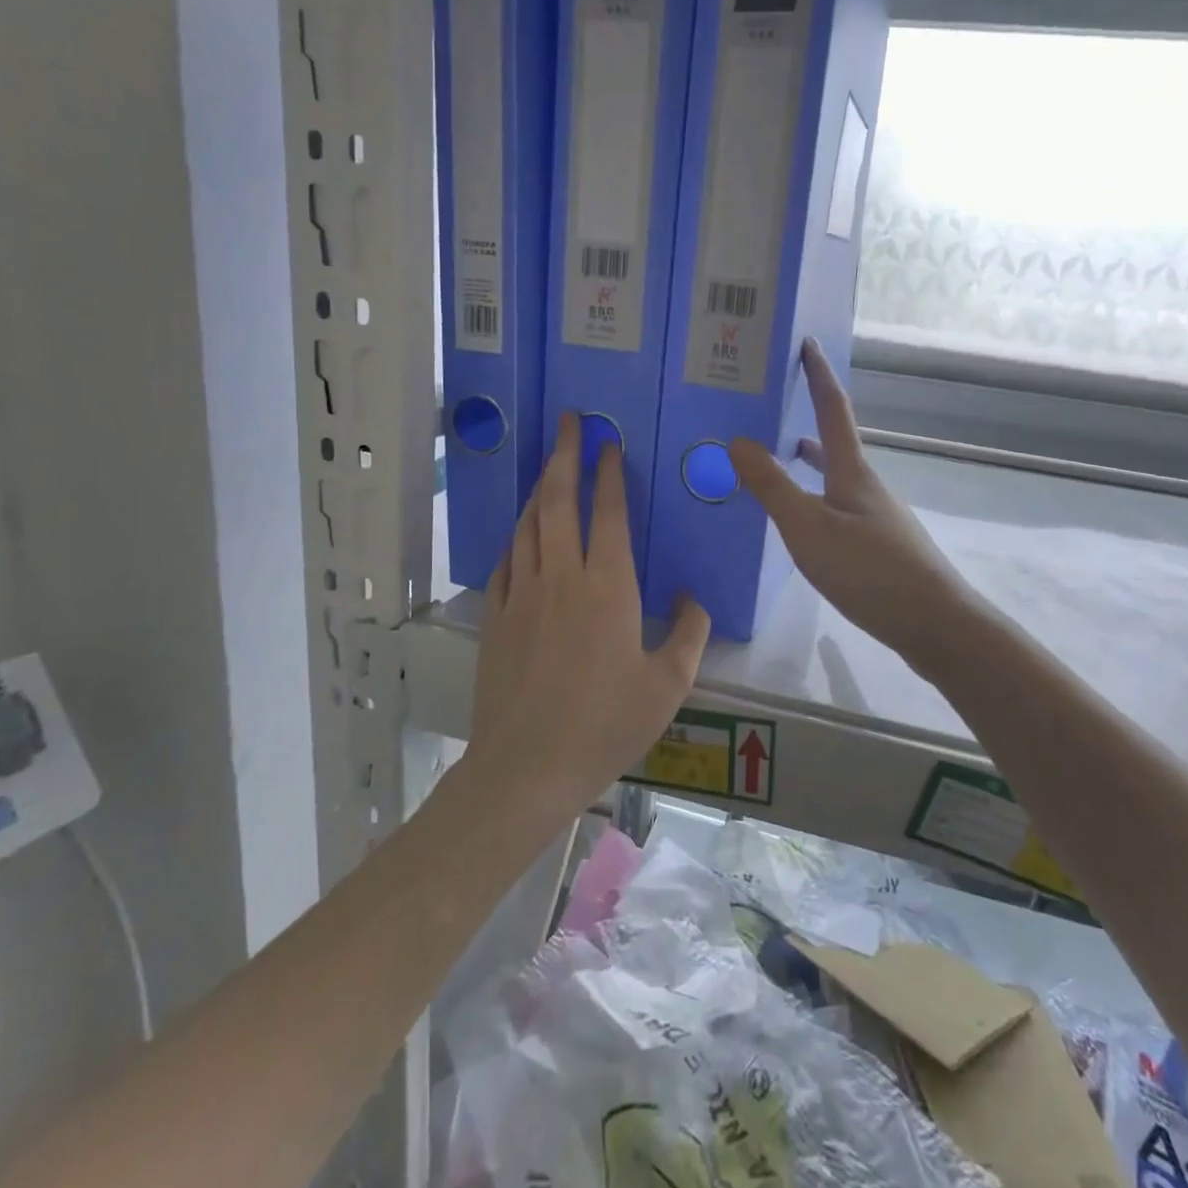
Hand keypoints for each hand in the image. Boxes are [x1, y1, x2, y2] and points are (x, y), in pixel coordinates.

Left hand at [467, 414, 711, 825]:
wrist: (528, 766)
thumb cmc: (606, 724)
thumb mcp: (668, 684)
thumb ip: (689, 633)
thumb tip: (693, 598)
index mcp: (607, 586)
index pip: (607, 513)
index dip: (607, 473)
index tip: (606, 444)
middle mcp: (561, 577)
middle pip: (557, 501)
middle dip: (563, 456)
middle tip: (567, 422)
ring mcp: (521, 594)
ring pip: (527, 525)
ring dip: (538, 490)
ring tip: (547, 467)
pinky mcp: (494, 617)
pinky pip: (505, 562)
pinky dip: (516, 538)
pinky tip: (521, 535)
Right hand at [729, 339, 980, 668]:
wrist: (933, 623)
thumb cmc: (869, 570)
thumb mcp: (809, 528)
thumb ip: (772, 487)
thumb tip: (738, 439)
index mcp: (853, 471)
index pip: (833, 409)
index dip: (818, 375)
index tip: (807, 343)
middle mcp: (867, 486)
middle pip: (835, 443)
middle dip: (806, 420)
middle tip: (771, 409)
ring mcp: (877, 516)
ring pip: (837, 477)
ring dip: (810, 462)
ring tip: (780, 459)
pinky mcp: (880, 546)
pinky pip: (839, 506)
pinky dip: (816, 498)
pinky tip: (805, 523)